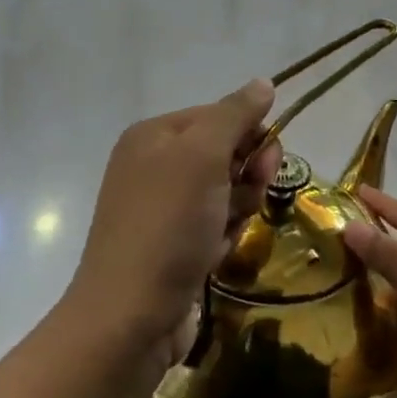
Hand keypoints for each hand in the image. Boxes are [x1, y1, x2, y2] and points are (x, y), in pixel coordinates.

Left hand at [63, 79, 280, 370]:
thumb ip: (235, 115)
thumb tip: (264, 82)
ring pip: (227, 192)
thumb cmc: (168, 225)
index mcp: (154, 135)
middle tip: (245, 200)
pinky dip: (223, 237)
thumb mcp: (203, 157)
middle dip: (246, 176)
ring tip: (223, 233)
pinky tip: (214, 255)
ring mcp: (164, 208)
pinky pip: (216, 225)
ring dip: (237, 210)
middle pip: (227, 154)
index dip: (251, 135)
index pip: (221, 115)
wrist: (131, 315)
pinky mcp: (174, 244)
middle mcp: (155, 165)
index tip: (265, 163)